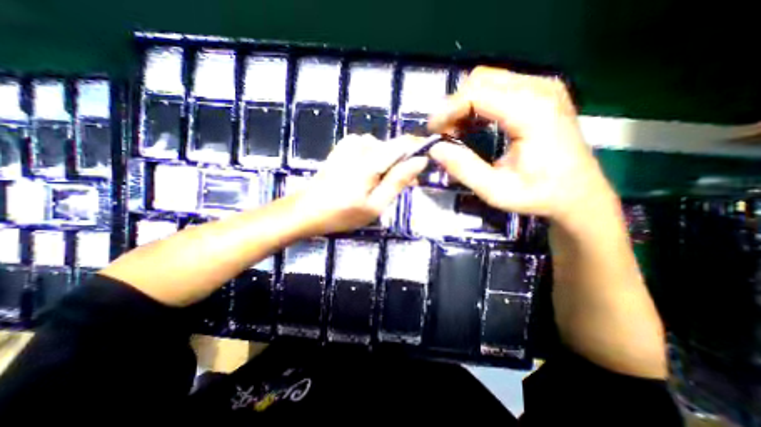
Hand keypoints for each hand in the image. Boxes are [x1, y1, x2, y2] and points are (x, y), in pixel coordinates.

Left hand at [291, 136, 427, 235]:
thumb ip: (398, 181)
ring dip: (386, 164)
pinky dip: (373, 160)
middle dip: (400, 165)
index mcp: (370, 160)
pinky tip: (365, 175)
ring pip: (381, 148)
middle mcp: (361, 145)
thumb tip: (420, 161)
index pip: (403, 144)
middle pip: (392, 147)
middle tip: (400, 188)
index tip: (421, 167)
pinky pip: (368, 148)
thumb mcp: (376, 204)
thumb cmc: (343, 213)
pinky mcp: (343, 147)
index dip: (417, 151)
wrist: (307, 210)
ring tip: (379, 185)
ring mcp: (349, 144)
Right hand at [428, 66, 617, 223]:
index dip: (447, 109)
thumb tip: (435, 149)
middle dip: (454, 105)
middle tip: (444, 134)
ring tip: (456, 131)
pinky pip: (499, 86)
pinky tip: (473, 125)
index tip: (432, 131)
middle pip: (480, 79)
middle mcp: (540, 90)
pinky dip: (478, 103)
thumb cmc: (539, 195)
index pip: (477, 93)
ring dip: (464, 104)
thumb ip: (464, 169)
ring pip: (487, 79)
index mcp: (532, 112)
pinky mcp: (541, 92)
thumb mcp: (496, 191)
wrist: (579, 194)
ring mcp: (543, 87)